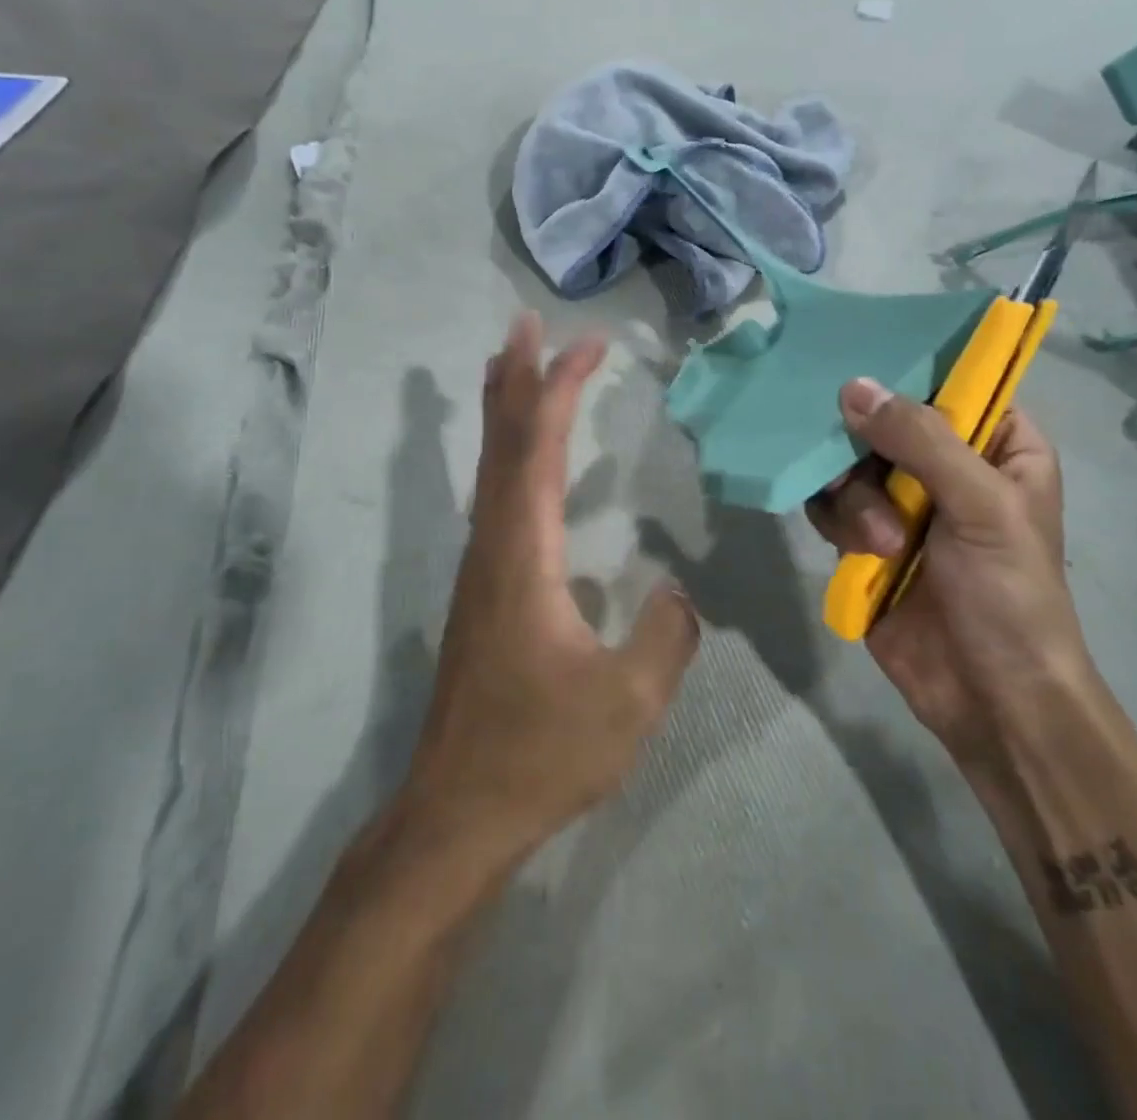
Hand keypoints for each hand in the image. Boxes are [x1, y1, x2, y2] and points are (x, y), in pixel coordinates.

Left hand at [402, 313, 701, 865]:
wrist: (459, 811)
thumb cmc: (540, 752)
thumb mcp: (627, 702)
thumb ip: (665, 638)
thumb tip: (677, 592)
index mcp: (523, 555)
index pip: (537, 449)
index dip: (558, 389)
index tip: (585, 343)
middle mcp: (493, 546)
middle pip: (500, 443)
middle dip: (515, 377)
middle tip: (526, 324)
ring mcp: (482, 569)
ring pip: (490, 469)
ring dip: (504, 412)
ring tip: (516, 368)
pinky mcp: (483, 593)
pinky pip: (496, 500)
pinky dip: (509, 458)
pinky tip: (523, 464)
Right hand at [806, 380, 1095, 768]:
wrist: (988, 698)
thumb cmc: (1009, 595)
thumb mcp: (982, 507)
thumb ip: (921, 440)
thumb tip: (853, 387)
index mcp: (997, 446)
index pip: (950, 384)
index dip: (907, 375)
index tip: (862, 371)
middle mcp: (946, 466)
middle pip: (882, 422)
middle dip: (867, 452)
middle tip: (861, 474)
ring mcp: (902, 503)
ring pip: (849, 464)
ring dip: (857, 502)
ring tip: (883, 545)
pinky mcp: (865, 538)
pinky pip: (830, 504)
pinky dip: (836, 522)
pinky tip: (859, 554)